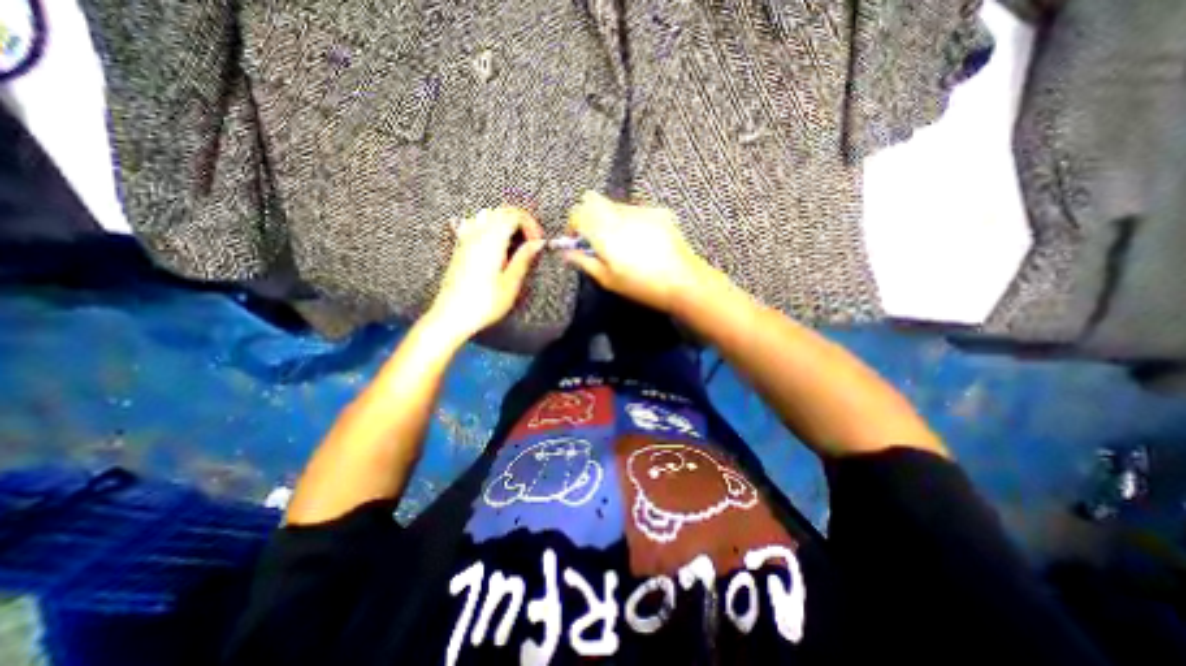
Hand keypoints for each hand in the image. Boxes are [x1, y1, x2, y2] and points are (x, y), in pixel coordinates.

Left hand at [426, 205, 544, 339]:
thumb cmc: (484, 303)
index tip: (538, 242)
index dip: (531, 224)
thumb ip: (524, 258)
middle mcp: (477, 234)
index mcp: (492, 240)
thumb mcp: (511, 283)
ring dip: (504, 222)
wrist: (452, 316)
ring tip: (515, 241)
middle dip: (520, 221)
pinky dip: (488, 227)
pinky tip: (492, 242)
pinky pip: (473, 225)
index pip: (514, 215)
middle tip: (531, 240)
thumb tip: (538, 243)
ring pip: (486, 215)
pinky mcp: (459, 248)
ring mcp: (465, 240)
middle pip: (501, 211)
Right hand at [564, 186, 711, 311]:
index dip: (573, 225)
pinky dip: (631, 221)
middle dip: (590, 217)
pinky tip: (642, 241)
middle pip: (594, 201)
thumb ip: (584, 262)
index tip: (577, 240)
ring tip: (624, 245)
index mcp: (604, 231)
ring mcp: (641, 210)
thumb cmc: (641, 285)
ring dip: (611, 219)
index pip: (577, 212)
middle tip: (598, 240)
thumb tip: (567, 253)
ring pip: (615, 205)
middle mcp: (620, 214)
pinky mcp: (658, 211)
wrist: (683, 281)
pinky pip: (635, 210)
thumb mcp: (608, 280)